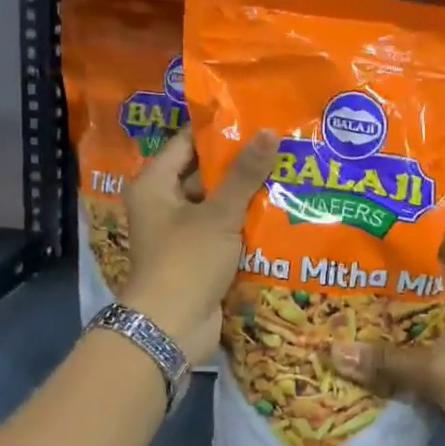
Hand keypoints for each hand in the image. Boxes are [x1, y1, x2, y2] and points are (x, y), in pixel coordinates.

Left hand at [117, 127, 277, 364]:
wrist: (170, 329)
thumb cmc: (186, 261)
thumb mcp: (218, 214)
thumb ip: (244, 174)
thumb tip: (268, 131)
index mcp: (155, 184)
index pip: (188, 142)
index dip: (220, 130)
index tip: (256, 117)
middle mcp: (163, 203)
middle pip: (204, 172)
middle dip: (240, 163)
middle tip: (281, 143)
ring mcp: (180, 231)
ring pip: (217, 202)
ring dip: (247, 194)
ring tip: (289, 170)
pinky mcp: (197, 255)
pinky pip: (223, 229)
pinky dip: (245, 222)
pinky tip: (281, 209)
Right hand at [329, 247, 444, 445]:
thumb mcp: (439, 367)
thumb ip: (386, 359)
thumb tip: (331, 352)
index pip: (429, 270)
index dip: (393, 268)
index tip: (352, 264)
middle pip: (416, 307)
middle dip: (378, 308)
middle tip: (331, 297)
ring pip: (411, 341)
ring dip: (380, 343)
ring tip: (332, 327)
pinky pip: (412, 371)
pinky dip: (389, 372)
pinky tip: (351, 365)